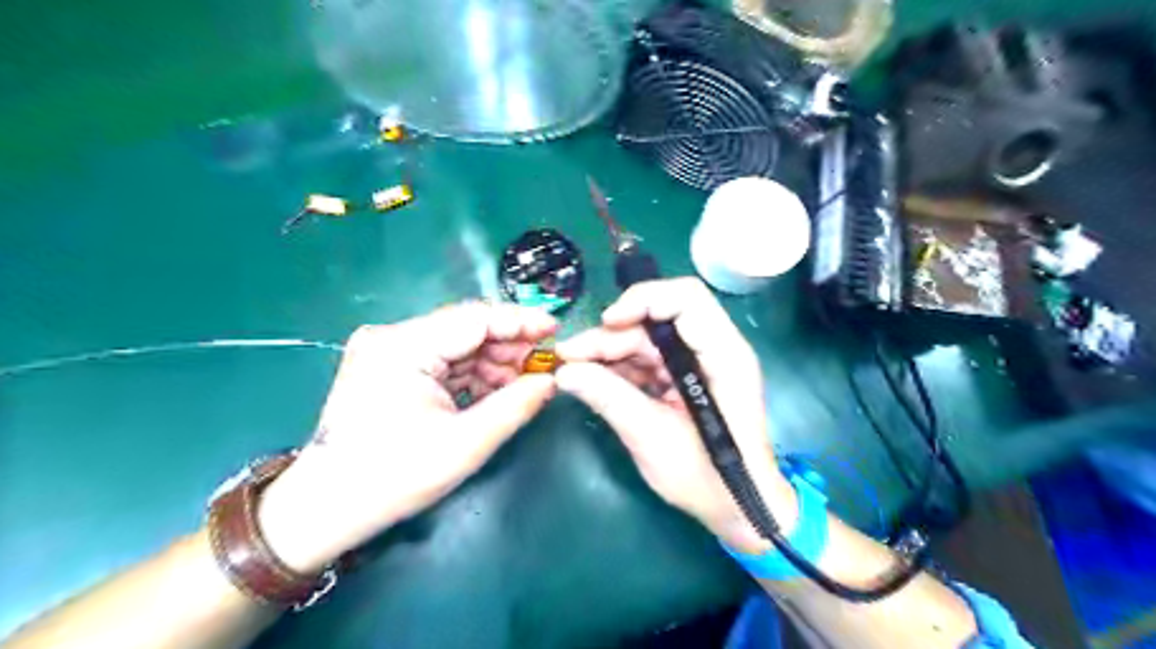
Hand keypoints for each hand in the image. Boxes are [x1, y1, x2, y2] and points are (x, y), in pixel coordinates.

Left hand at [255, 301, 560, 569]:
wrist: (325, 509)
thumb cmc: (393, 478)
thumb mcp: (464, 444)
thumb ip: (514, 406)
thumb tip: (551, 381)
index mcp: (403, 347)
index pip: (474, 318)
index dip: (520, 322)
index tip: (555, 330)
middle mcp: (392, 337)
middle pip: (465, 329)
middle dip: (507, 348)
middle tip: (542, 369)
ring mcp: (388, 350)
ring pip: (457, 345)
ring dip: (491, 364)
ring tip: (520, 387)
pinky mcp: (389, 366)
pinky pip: (442, 361)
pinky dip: (470, 375)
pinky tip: (492, 393)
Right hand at [557, 276, 796, 552]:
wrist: (736, 509)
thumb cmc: (707, 478)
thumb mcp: (653, 439)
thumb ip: (610, 398)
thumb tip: (565, 372)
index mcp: (723, 356)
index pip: (686, 300)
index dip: (644, 301)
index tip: (607, 323)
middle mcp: (713, 349)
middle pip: (657, 320)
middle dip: (612, 335)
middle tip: (571, 357)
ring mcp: (698, 363)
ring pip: (646, 339)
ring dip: (609, 351)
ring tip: (573, 370)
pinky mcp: (684, 378)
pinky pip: (647, 360)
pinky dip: (619, 367)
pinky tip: (593, 379)